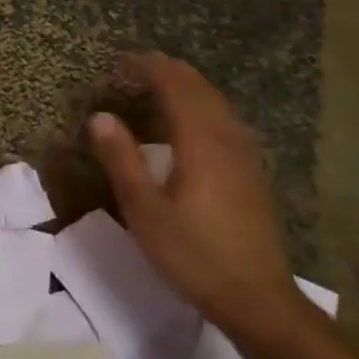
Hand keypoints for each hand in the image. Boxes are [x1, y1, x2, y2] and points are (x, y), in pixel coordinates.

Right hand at [88, 52, 299, 335]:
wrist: (257, 298)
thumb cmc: (193, 254)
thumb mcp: (145, 211)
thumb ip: (122, 160)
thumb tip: (101, 117)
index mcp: (200, 143)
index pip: (176, 88)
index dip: (150, 68)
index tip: (123, 60)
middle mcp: (227, 140)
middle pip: (201, 90)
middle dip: (171, 71)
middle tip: (139, 65)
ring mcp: (245, 157)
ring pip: (218, 105)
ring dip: (190, 87)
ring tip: (163, 85)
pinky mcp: (252, 175)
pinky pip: (226, 122)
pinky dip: (204, 107)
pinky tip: (195, 123)